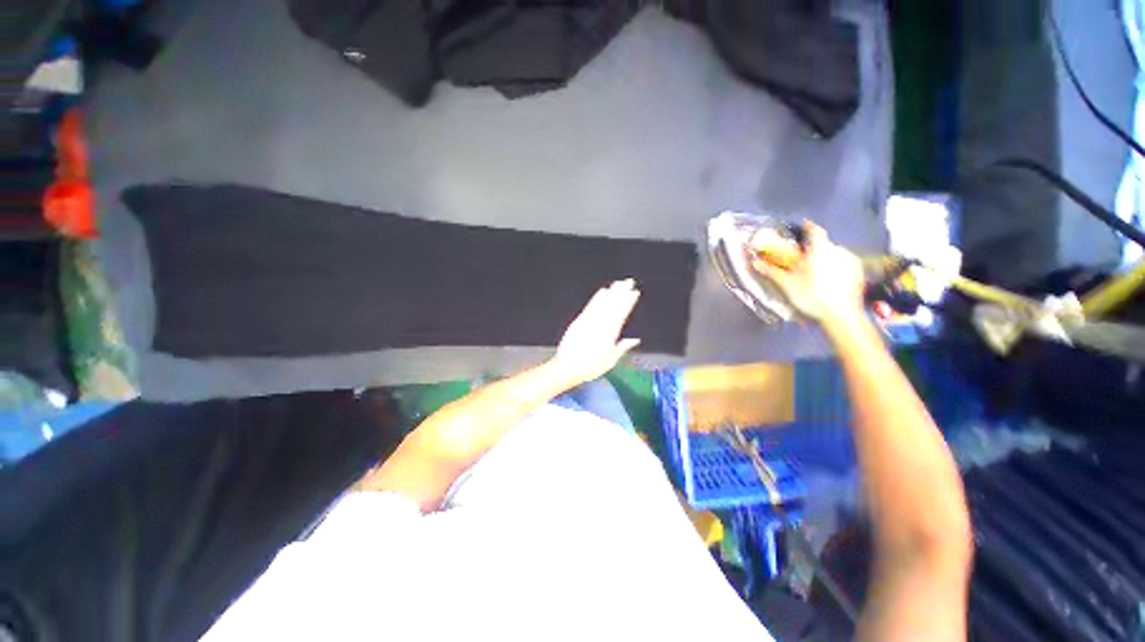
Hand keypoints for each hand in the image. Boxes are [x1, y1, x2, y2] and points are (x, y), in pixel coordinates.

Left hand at [550, 279, 641, 385]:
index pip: (622, 314)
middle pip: (613, 305)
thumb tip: (635, 340)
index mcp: (610, 334)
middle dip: (622, 292)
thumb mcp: (610, 361)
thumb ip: (622, 347)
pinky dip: (597, 298)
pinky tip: (602, 291)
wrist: (568, 367)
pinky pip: (590, 306)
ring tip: (618, 283)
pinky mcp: (579, 320)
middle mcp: (600, 325)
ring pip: (603, 303)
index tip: (635, 293)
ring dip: (612, 292)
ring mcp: (589, 321)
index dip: (629, 302)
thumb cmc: (590, 367)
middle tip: (629, 282)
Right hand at [752, 222, 864, 325]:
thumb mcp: (787, 284)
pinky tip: (829, 278)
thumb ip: (772, 271)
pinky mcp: (858, 272)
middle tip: (804, 257)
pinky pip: (844, 263)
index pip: (815, 231)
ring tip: (816, 270)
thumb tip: (754, 262)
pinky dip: (835, 266)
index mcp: (820, 250)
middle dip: (814, 248)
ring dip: (825, 258)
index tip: (803, 225)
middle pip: (824, 244)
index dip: (808, 227)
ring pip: (835, 254)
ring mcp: (851, 261)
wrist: (841, 315)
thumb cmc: (811, 296)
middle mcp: (838, 250)